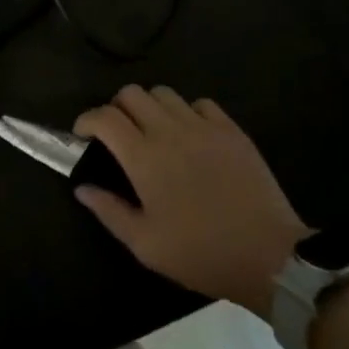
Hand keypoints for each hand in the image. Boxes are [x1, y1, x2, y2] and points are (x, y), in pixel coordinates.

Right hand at [73, 86, 309, 316]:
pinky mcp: (230, 129)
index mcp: (143, 157)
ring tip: (152, 131)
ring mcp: (203, 126)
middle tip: (117, 134)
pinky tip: (190, 135)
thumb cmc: (200, 253)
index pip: (105, 117)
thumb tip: (81, 188)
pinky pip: (200, 103)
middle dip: (116, 107)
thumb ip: (109, 211)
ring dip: (150, 106)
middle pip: (132, 93)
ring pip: (164, 93)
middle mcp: (169, 130)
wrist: (267, 255)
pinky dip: (186, 112)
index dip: (86, 119)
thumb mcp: (145, 244)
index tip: (82, 134)